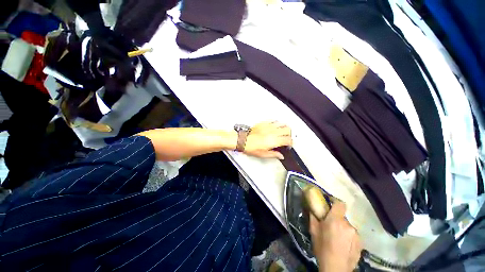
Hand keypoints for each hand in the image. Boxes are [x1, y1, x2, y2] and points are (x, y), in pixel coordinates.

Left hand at [244, 121, 291, 158]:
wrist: (243, 140)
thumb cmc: (251, 147)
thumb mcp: (263, 154)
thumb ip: (274, 154)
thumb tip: (280, 156)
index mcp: (274, 140)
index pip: (288, 140)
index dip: (291, 143)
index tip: (289, 145)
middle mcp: (273, 132)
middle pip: (288, 130)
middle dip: (289, 134)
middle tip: (287, 138)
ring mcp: (269, 126)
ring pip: (282, 123)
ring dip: (284, 128)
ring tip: (282, 132)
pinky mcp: (264, 123)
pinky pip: (274, 120)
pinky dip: (277, 123)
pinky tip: (275, 127)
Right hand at [309, 201, 361, 271]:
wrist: (336, 268)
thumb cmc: (322, 248)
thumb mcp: (313, 230)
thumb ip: (313, 216)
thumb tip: (312, 207)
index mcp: (336, 220)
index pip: (340, 204)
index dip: (335, 201)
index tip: (330, 204)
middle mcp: (348, 225)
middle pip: (342, 217)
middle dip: (336, 219)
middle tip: (330, 227)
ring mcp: (356, 235)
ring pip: (347, 226)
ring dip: (342, 229)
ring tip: (337, 238)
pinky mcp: (361, 243)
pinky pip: (352, 235)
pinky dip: (348, 237)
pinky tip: (343, 245)